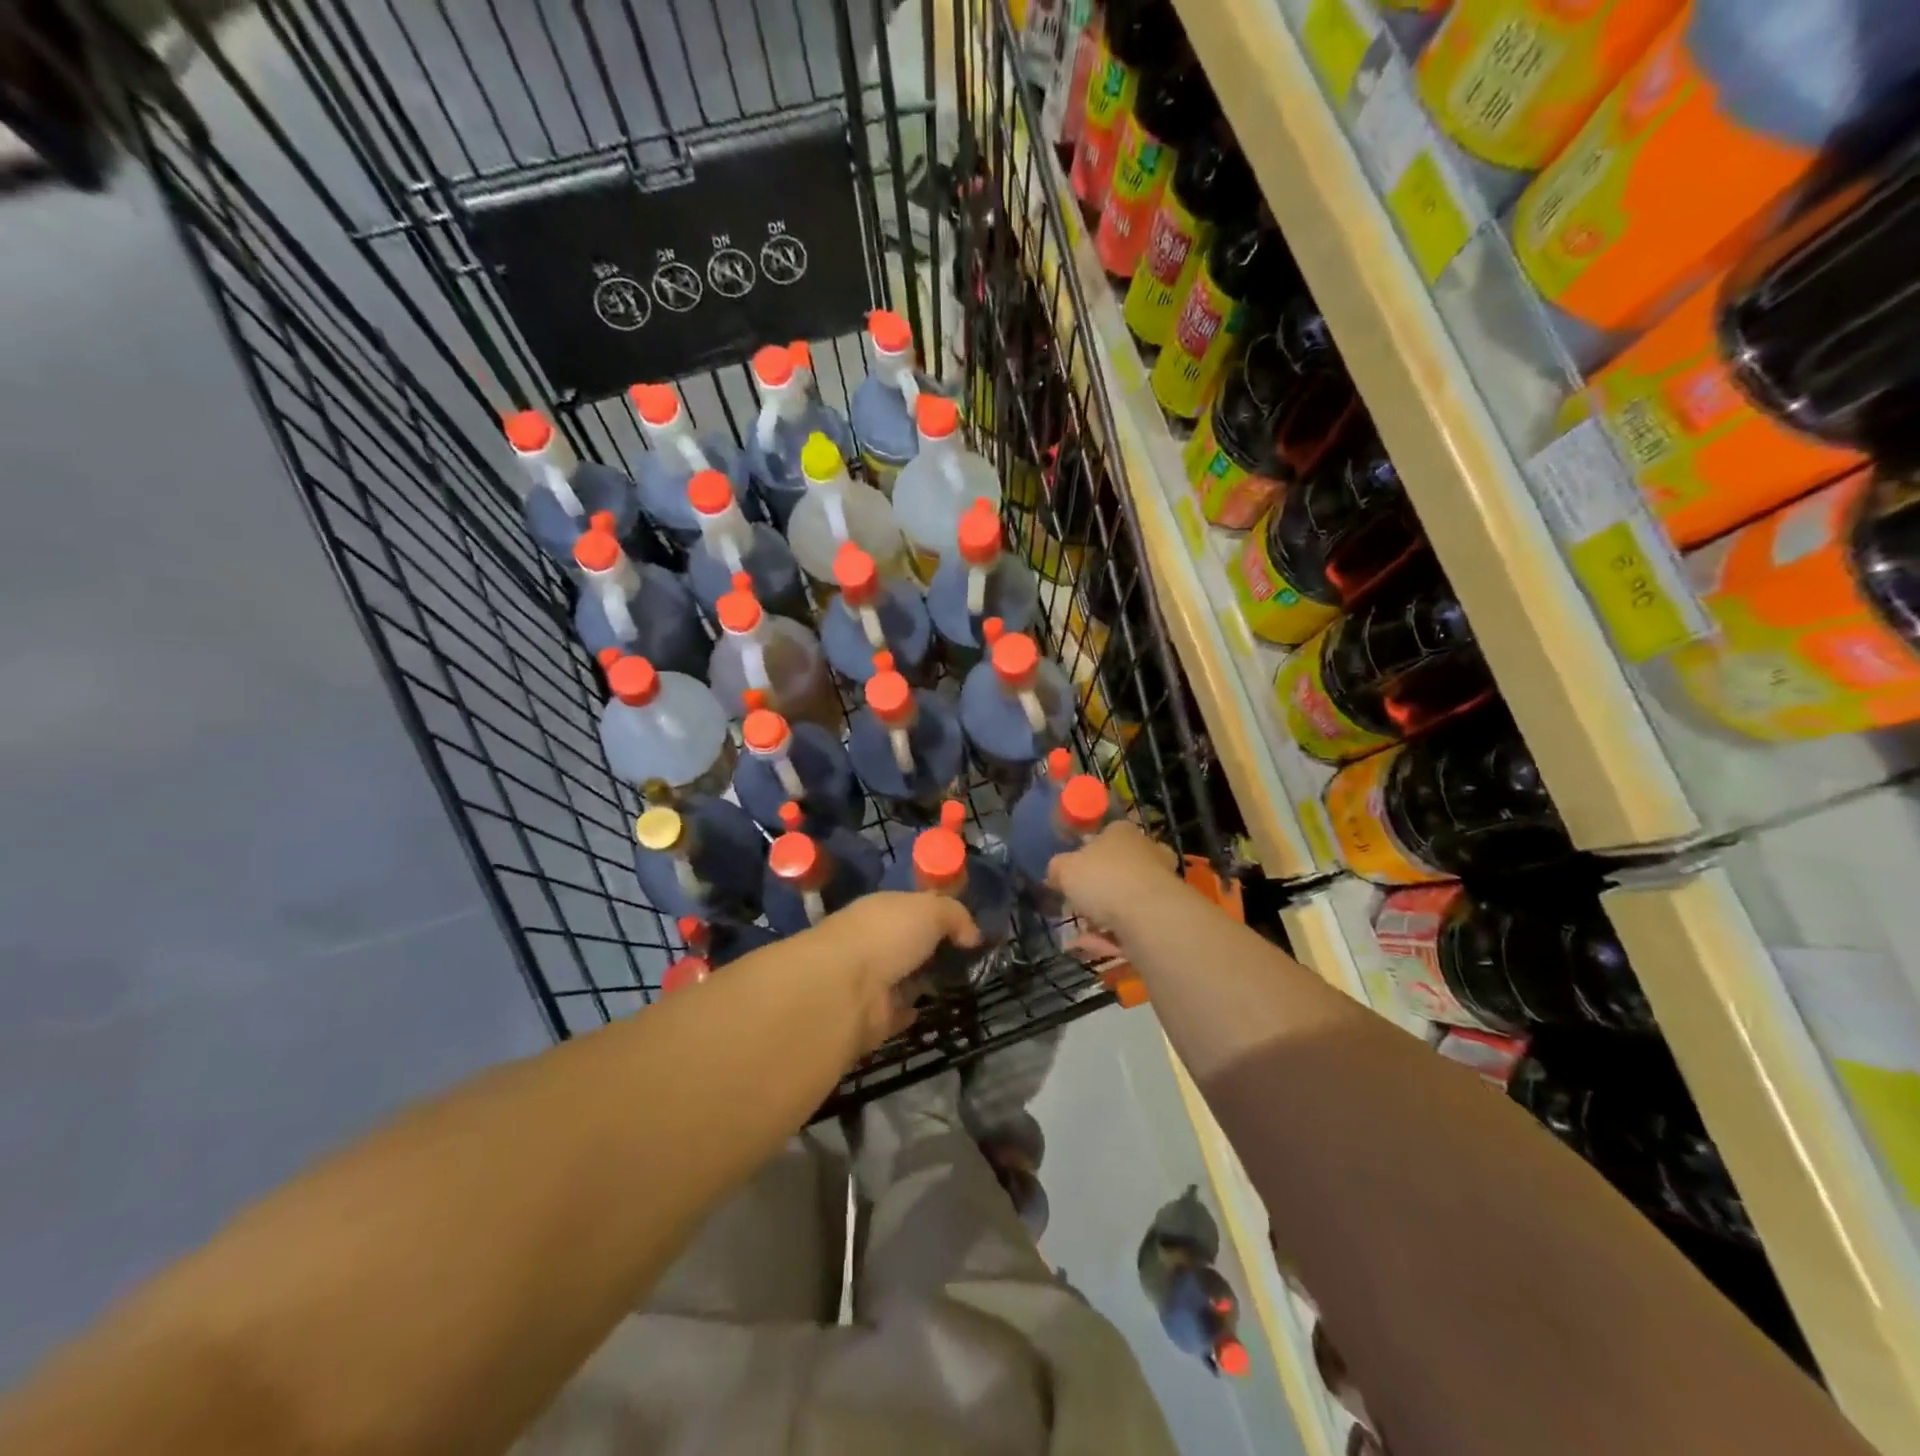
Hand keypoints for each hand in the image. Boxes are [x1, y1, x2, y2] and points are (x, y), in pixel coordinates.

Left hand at [805, 892, 980, 1051]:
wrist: (846, 988)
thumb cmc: (887, 935)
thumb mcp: (931, 910)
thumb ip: (955, 915)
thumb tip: (972, 935)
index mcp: (882, 909)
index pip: (912, 908)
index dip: (938, 915)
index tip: (967, 929)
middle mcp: (873, 941)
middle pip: (909, 943)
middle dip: (933, 949)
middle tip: (970, 960)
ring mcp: (870, 980)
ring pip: (904, 977)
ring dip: (923, 980)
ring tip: (960, 985)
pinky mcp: (870, 1017)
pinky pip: (897, 1012)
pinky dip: (911, 1011)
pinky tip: (932, 1010)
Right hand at [1047, 821, 1183, 933]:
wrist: (1149, 915)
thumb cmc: (1104, 878)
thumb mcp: (1065, 869)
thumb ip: (1057, 869)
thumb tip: (1056, 874)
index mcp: (1122, 832)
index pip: (1105, 835)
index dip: (1087, 853)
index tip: (1073, 873)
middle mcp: (1147, 852)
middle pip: (1119, 869)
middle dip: (1099, 889)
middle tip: (1079, 905)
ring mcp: (1160, 884)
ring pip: (1126, 900)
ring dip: (1102, 918)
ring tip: (1080, 935)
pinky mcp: (1166, 915)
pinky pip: (1133, 924)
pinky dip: (1113, 936)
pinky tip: (1093, 946)